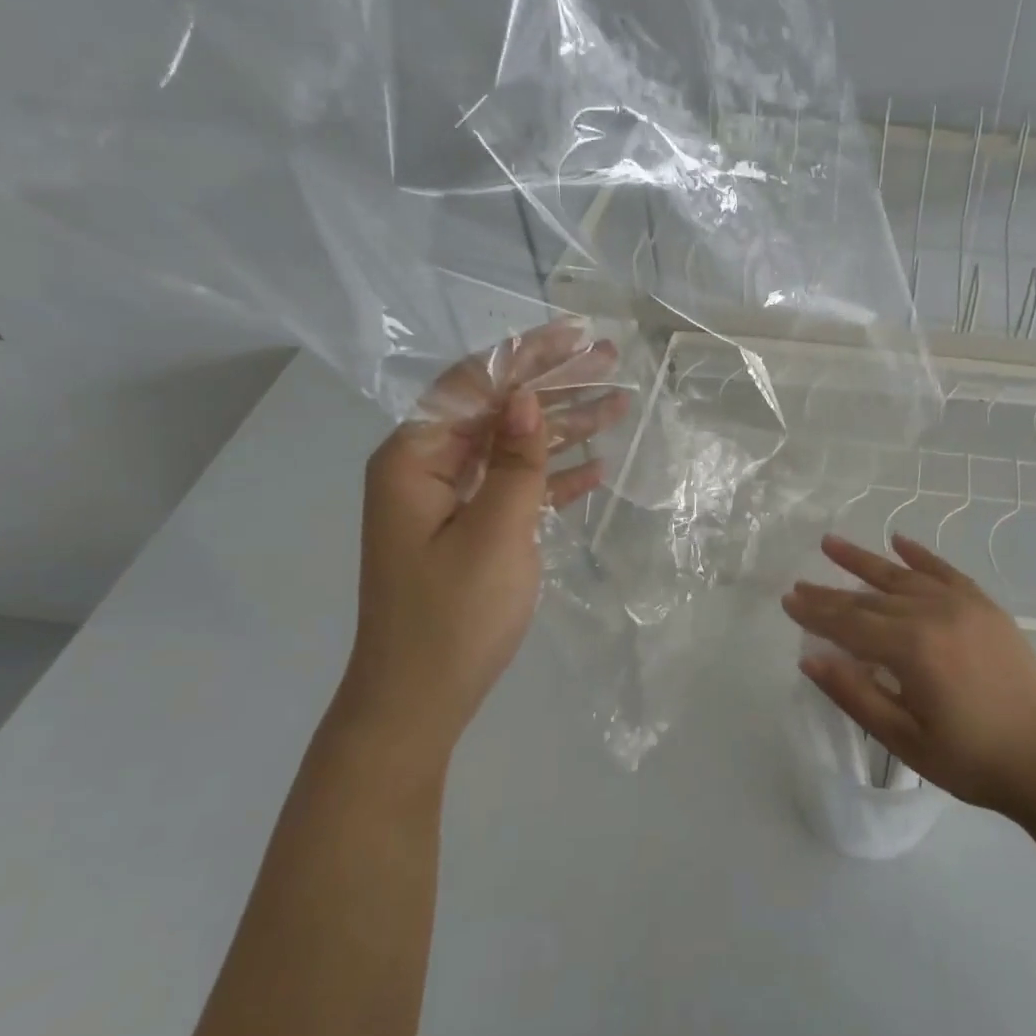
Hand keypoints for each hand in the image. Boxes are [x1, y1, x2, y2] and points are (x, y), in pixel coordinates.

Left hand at [342, 322, 629, 755]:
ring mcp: (450, 501)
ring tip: (620, 405)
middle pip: (497, 410)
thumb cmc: (452, 616)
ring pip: (513, 448)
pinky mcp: (471, 531)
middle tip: (609, 360)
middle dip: (553, 384)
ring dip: (563, 428)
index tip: (576, 335)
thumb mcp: (493, 533)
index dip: (527, 356)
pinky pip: (516, 489)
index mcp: (415, 459)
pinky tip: (596, 467)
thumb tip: (528, 397)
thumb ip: (515, 462)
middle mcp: (428, 469)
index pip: (473, 385)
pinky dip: (553, 478)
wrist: (419, 701)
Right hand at [782, 533, 1035, 821]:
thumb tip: (810, 659)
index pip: (850, 624)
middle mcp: (934, 613)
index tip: (787, 600)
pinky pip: (945, 571)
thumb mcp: (904, 739)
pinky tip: (898, 541)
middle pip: (870, 598)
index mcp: (912, 648)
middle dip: (831, 592)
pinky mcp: (985, 607)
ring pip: (902, 576)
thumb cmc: (972, 759)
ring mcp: (963, 605)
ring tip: (831, 543)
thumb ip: (855, 694)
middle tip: (800, 583)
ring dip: (865, 560)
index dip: (816, 614)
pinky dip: (919, 555)